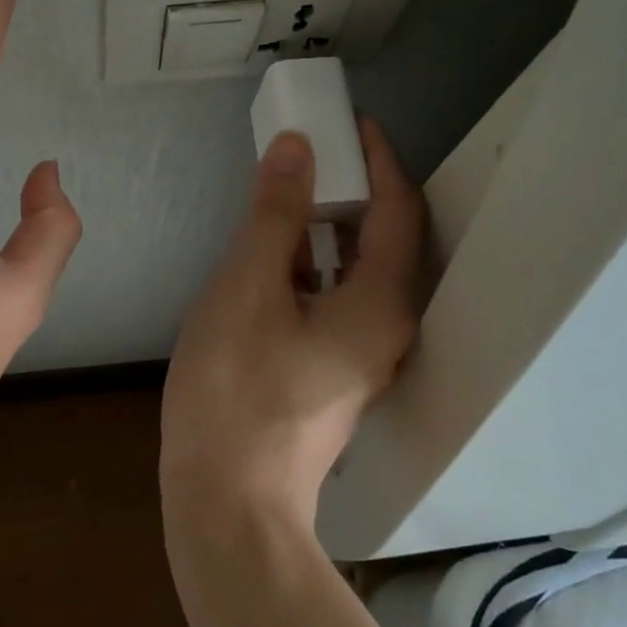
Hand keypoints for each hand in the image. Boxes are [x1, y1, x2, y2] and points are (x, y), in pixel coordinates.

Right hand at [162, 121, 422, 530]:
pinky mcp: (333, 373)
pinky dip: (313, 263)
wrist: (228, 504)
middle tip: (315, 148)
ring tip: (292, 188)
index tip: (352, 121)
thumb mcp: (247, 287)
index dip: (379, 159)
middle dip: (354, 188)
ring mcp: (361, 357)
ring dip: (330, 225)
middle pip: (383, 240)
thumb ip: (275, 214)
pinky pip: (334, 298)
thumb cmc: (236, 390)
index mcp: (380, 305)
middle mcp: (387, 329)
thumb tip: (297, 145)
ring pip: (356, 271)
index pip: (398, 210)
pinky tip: (275, 253)